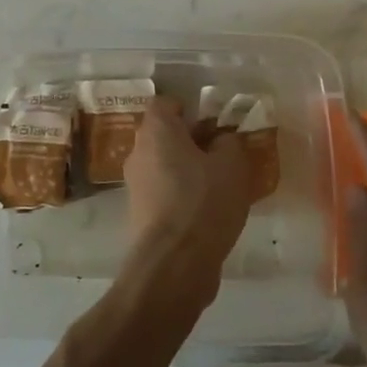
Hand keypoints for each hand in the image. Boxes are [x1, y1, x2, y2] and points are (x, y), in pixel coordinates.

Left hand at [121, 98, 254, 302]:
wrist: (174, 263)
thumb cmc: (204, 201)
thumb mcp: (232, 165)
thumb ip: (228, 143)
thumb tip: (220, 140)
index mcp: (156, 130)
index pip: (165, 103)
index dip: (190, 109)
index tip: (214, 124)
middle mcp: (138, 151)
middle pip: (164, 135)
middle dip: (192, 141)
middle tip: (223, 154)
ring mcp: (135, 184)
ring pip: (164, 164)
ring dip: (188, 170)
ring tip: (220, 185)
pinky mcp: (140, 213)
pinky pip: (163, 191)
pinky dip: (181, 194)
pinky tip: (207, 211)